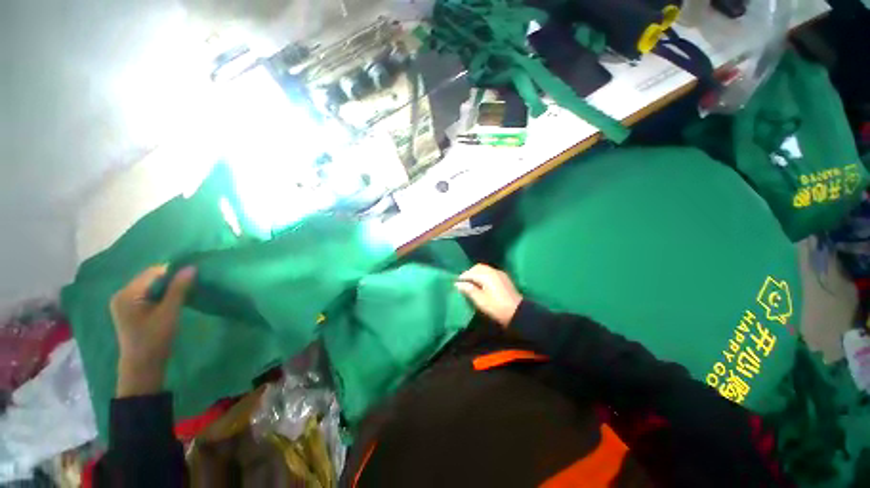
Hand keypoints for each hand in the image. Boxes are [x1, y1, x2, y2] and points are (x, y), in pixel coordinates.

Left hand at [110, 265, 195, 396]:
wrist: (143, 366)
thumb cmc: (155, 339)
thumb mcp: (169, 312)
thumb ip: (179, 289)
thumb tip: (191, 267)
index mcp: (127, 294)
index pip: (153, 272)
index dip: (173, 272)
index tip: (192, 277)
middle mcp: (122, 294)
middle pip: (151, 279)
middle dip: (171, 280)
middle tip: (190, 286)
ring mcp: (124, 303)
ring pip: (151, 287)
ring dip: (167, 289)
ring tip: (184, 294)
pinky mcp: (130, 310)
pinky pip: (148, 295)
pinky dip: (161, 296)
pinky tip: (172, 302)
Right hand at [455, 264, 522, 327]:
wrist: (518, 312)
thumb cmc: (496, 307)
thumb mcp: (480, 300)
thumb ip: (469, 290)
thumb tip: (458, 283)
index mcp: (486, 275)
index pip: (470, 272)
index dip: (462, 277)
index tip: (456, 283)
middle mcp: (493, 271)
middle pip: (478, 267)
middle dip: (469, 273)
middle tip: (463, 282)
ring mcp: (500, 273)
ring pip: (484, 269)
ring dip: (476, 273)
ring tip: (471, 283)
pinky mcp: (504, 278)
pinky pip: (490, 272)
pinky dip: (483, 274)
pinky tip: (482, 283)